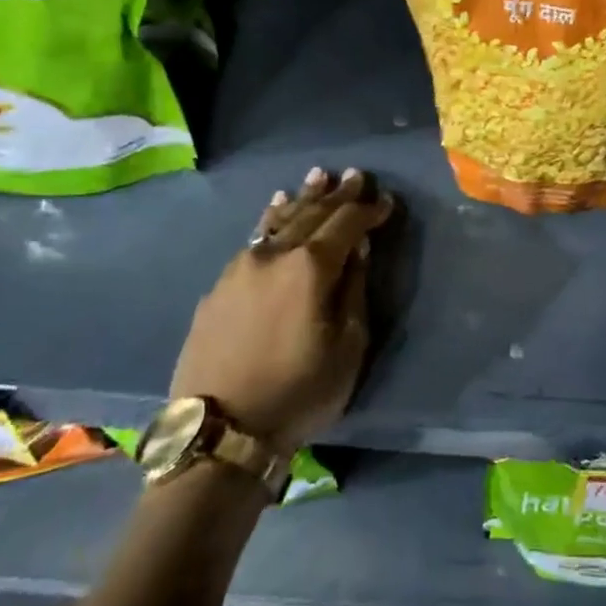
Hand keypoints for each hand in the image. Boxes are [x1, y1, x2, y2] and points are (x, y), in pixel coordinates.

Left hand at [171, 168, 394, 452]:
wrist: (221, 431)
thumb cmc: (299, 392)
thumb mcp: (347, 347)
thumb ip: (354, 289)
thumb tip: (357, 249)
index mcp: (311, 267)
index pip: (346, 223)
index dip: (368, 210)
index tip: (385, 201)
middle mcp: (274, 255)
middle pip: (311, 214)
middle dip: (338, 194)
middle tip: (357, 175)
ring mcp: (241, 267)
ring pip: (278, 221)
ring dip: (302, 198)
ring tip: (318, 177)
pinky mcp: (219, 286)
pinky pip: (253, 240)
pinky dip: (270, 220)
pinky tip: (275, 209)